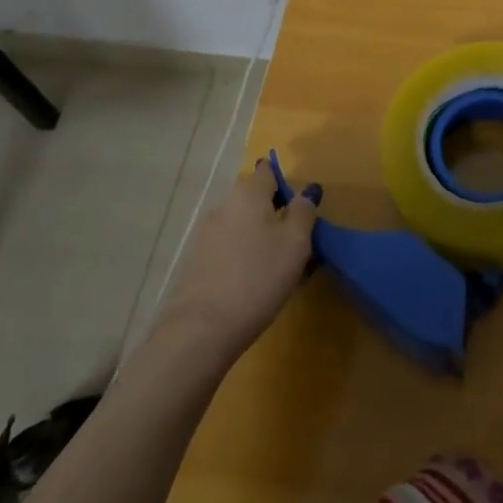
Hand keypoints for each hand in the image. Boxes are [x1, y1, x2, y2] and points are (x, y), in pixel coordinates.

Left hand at [159, 160, 316, 356]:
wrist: (201, 330)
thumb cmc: (258, 277)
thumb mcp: (296, 243)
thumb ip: (304, 212)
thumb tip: (305, 192)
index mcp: (248, 193)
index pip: (268, 171)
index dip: (286, 185)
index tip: (300, 210)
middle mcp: (224, 205)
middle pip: (254, 200)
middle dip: (275, 215)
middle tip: (296, 244)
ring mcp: (205, 235)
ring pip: (242, 226)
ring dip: (260, 239)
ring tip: (278, 270)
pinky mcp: (196, 263)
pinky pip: (228, 249)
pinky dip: (243, 258)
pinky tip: (254, 285)